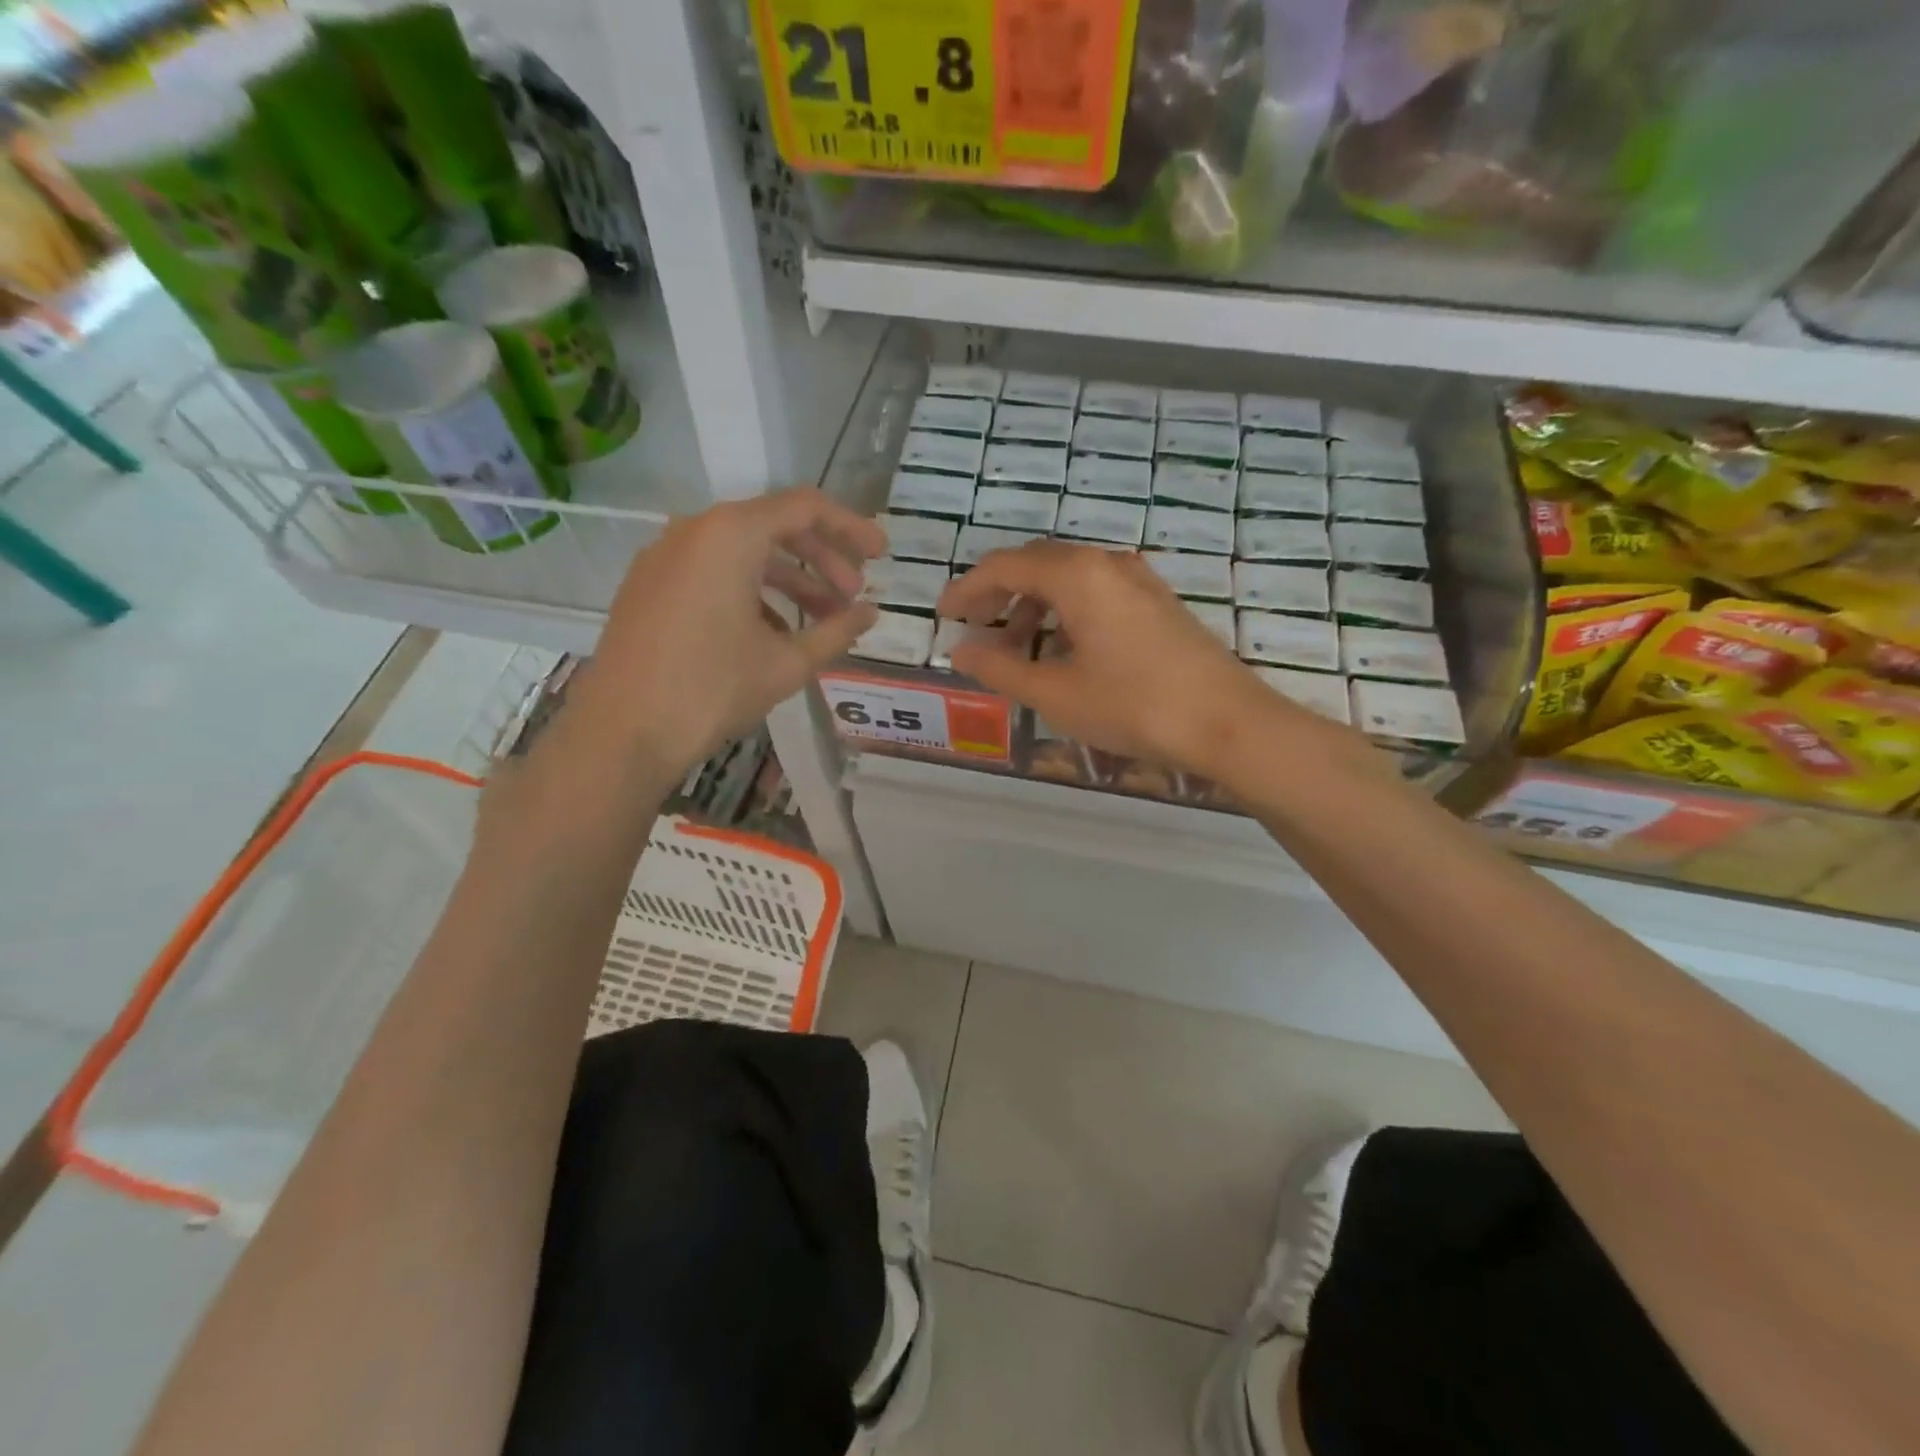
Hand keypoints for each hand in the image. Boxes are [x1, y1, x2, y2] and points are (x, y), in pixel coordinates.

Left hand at [571, 487, 883, 774]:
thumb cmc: (712, 689)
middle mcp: (695, 531)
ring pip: (744, 552)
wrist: (623, 731)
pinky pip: (714, 571)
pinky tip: (774, 633)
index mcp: (731, 535)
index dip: (851, 528)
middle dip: (823, 559)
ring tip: (823, 619)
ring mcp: (666, 556)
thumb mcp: (787, 663)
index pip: (806, 508)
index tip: (882, 556)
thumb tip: (870, 614)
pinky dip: (753, 591)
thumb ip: (837, 631)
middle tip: (854, 596)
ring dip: (790, 579)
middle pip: (775, 526)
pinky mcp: (650, 585)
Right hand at [939, 541, 1326, 779]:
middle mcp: (1107, 563)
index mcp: (1077, 575)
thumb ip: (999, 668)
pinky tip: (1063, 649)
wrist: (1226, 722)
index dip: (968, 589)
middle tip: (974, 627)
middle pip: (1036, 564)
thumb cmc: (1132, 705)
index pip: (1004, 566)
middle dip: (998, 593)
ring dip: (1033, 604)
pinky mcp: (1157, 602)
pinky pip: (1097, 591)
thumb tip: (960, 651)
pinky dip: (1066, 611)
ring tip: (1015, 647)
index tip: (944, 615)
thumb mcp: (1055, 693)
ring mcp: (1138, 580)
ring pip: (1069, 577)